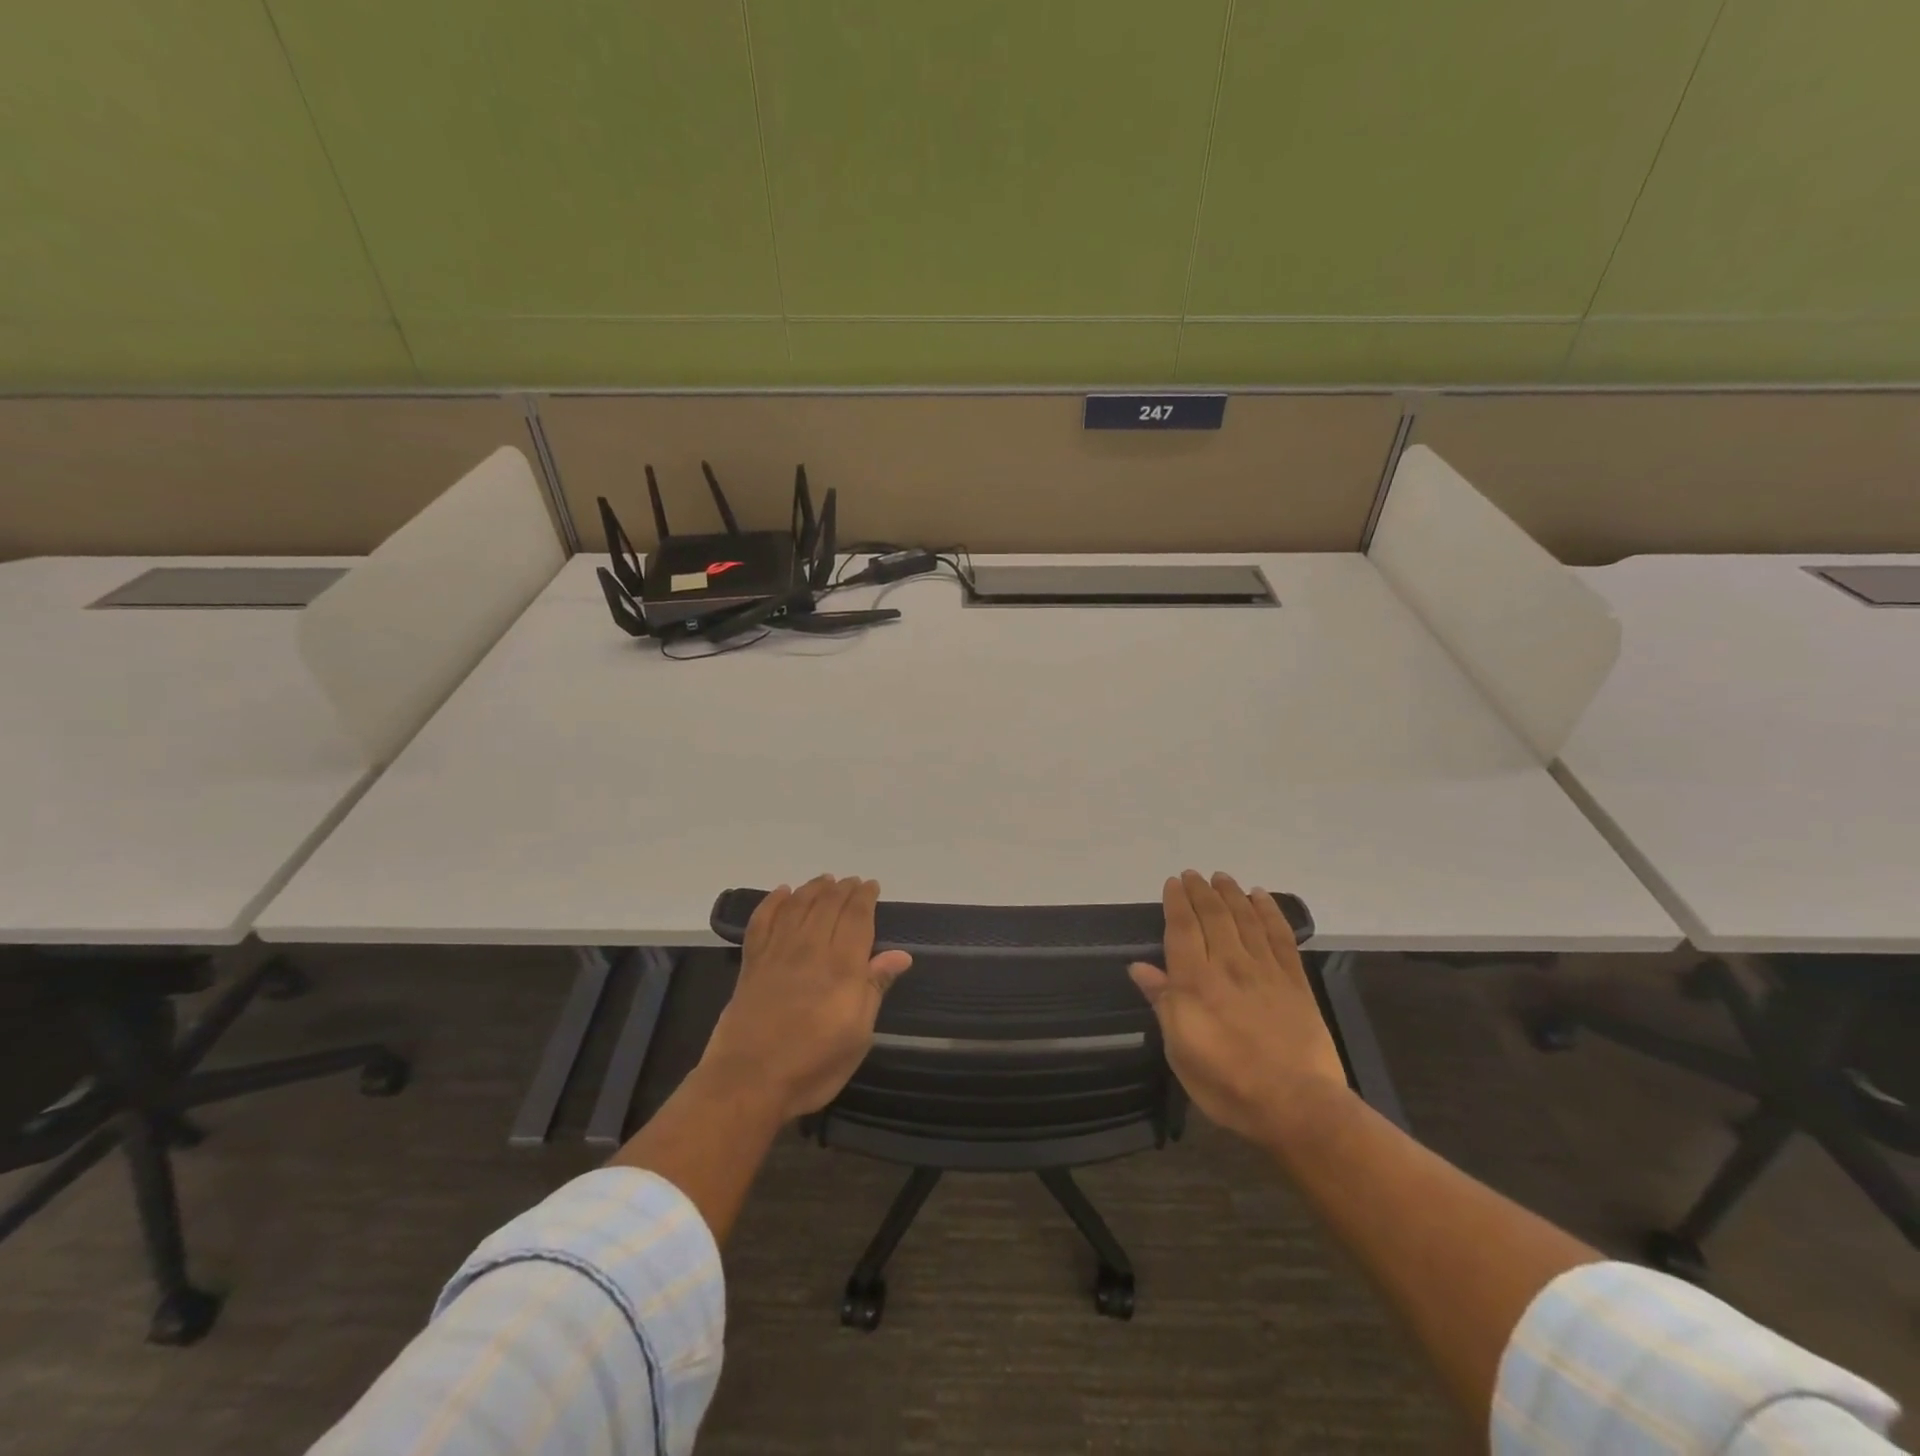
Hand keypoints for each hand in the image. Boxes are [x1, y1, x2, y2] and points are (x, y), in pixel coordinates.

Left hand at [700, 875, 913, 1121]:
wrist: (747, 1082)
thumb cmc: (812, 1066)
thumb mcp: (858, 1035)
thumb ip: (874, 988)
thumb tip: (900, 955)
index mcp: (841, 967)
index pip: (856, 919)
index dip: (865, 898)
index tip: (871, 886)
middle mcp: (810, 950)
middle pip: (828, 906)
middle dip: (842, 889)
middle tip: (852, 881)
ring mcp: (777, 954)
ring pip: (797, 906)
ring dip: (812, 888)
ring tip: (824, 879)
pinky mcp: (751, 964)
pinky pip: (762, 922)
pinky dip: (772, 902)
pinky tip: (782, 892)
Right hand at [1129, 870, 1351, 1147]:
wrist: (1298, 1106)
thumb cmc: (1228, 1084)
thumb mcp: (1180, 1051)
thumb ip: (1163, 1003)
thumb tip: (1140, 968)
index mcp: (1196, 983)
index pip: (1183, 929)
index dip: (1176, 902)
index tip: (1172, 883)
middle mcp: (1229, 965)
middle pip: (1214, 916)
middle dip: (1201, 891)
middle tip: (1193, 874)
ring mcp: (1265, 971)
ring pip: (1245, 918)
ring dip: (1231, 894)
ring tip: (1222, 877)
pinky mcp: (1295, 981)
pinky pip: (1280, 935)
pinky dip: (1270, 911)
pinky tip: (1262, 897)